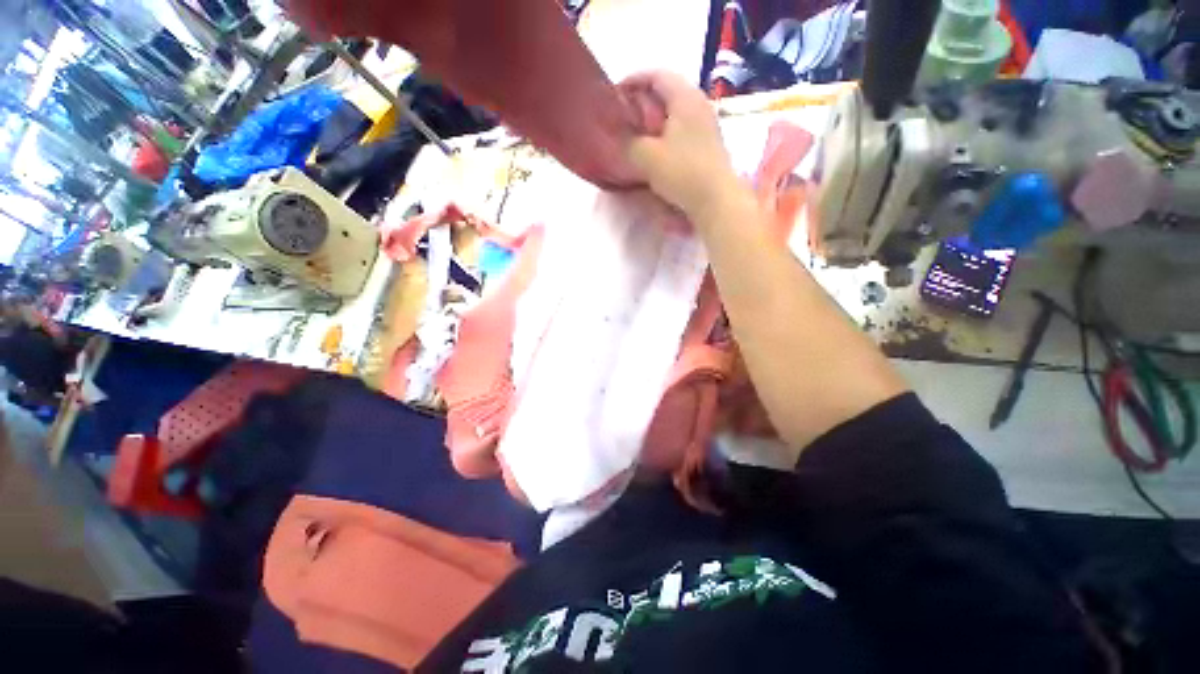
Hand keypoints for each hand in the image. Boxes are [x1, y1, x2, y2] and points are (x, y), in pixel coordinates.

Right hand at [624, 71, 742, 216]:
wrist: (717, 200)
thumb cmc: (683, 172)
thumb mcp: (648, 157)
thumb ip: (628, 143)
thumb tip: (617, 138)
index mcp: (685, 97)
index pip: (656, 74)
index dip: (632, 81)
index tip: (614, 96)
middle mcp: (699, 104)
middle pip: (666, 92)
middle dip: (642, 102)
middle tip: (623, 118)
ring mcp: (706, 124)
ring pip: (674, 113)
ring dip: (654, 121)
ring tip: (636, 136)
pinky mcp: (708, 144)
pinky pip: (682, 130)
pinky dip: (665, 134)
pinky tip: (655, 152)